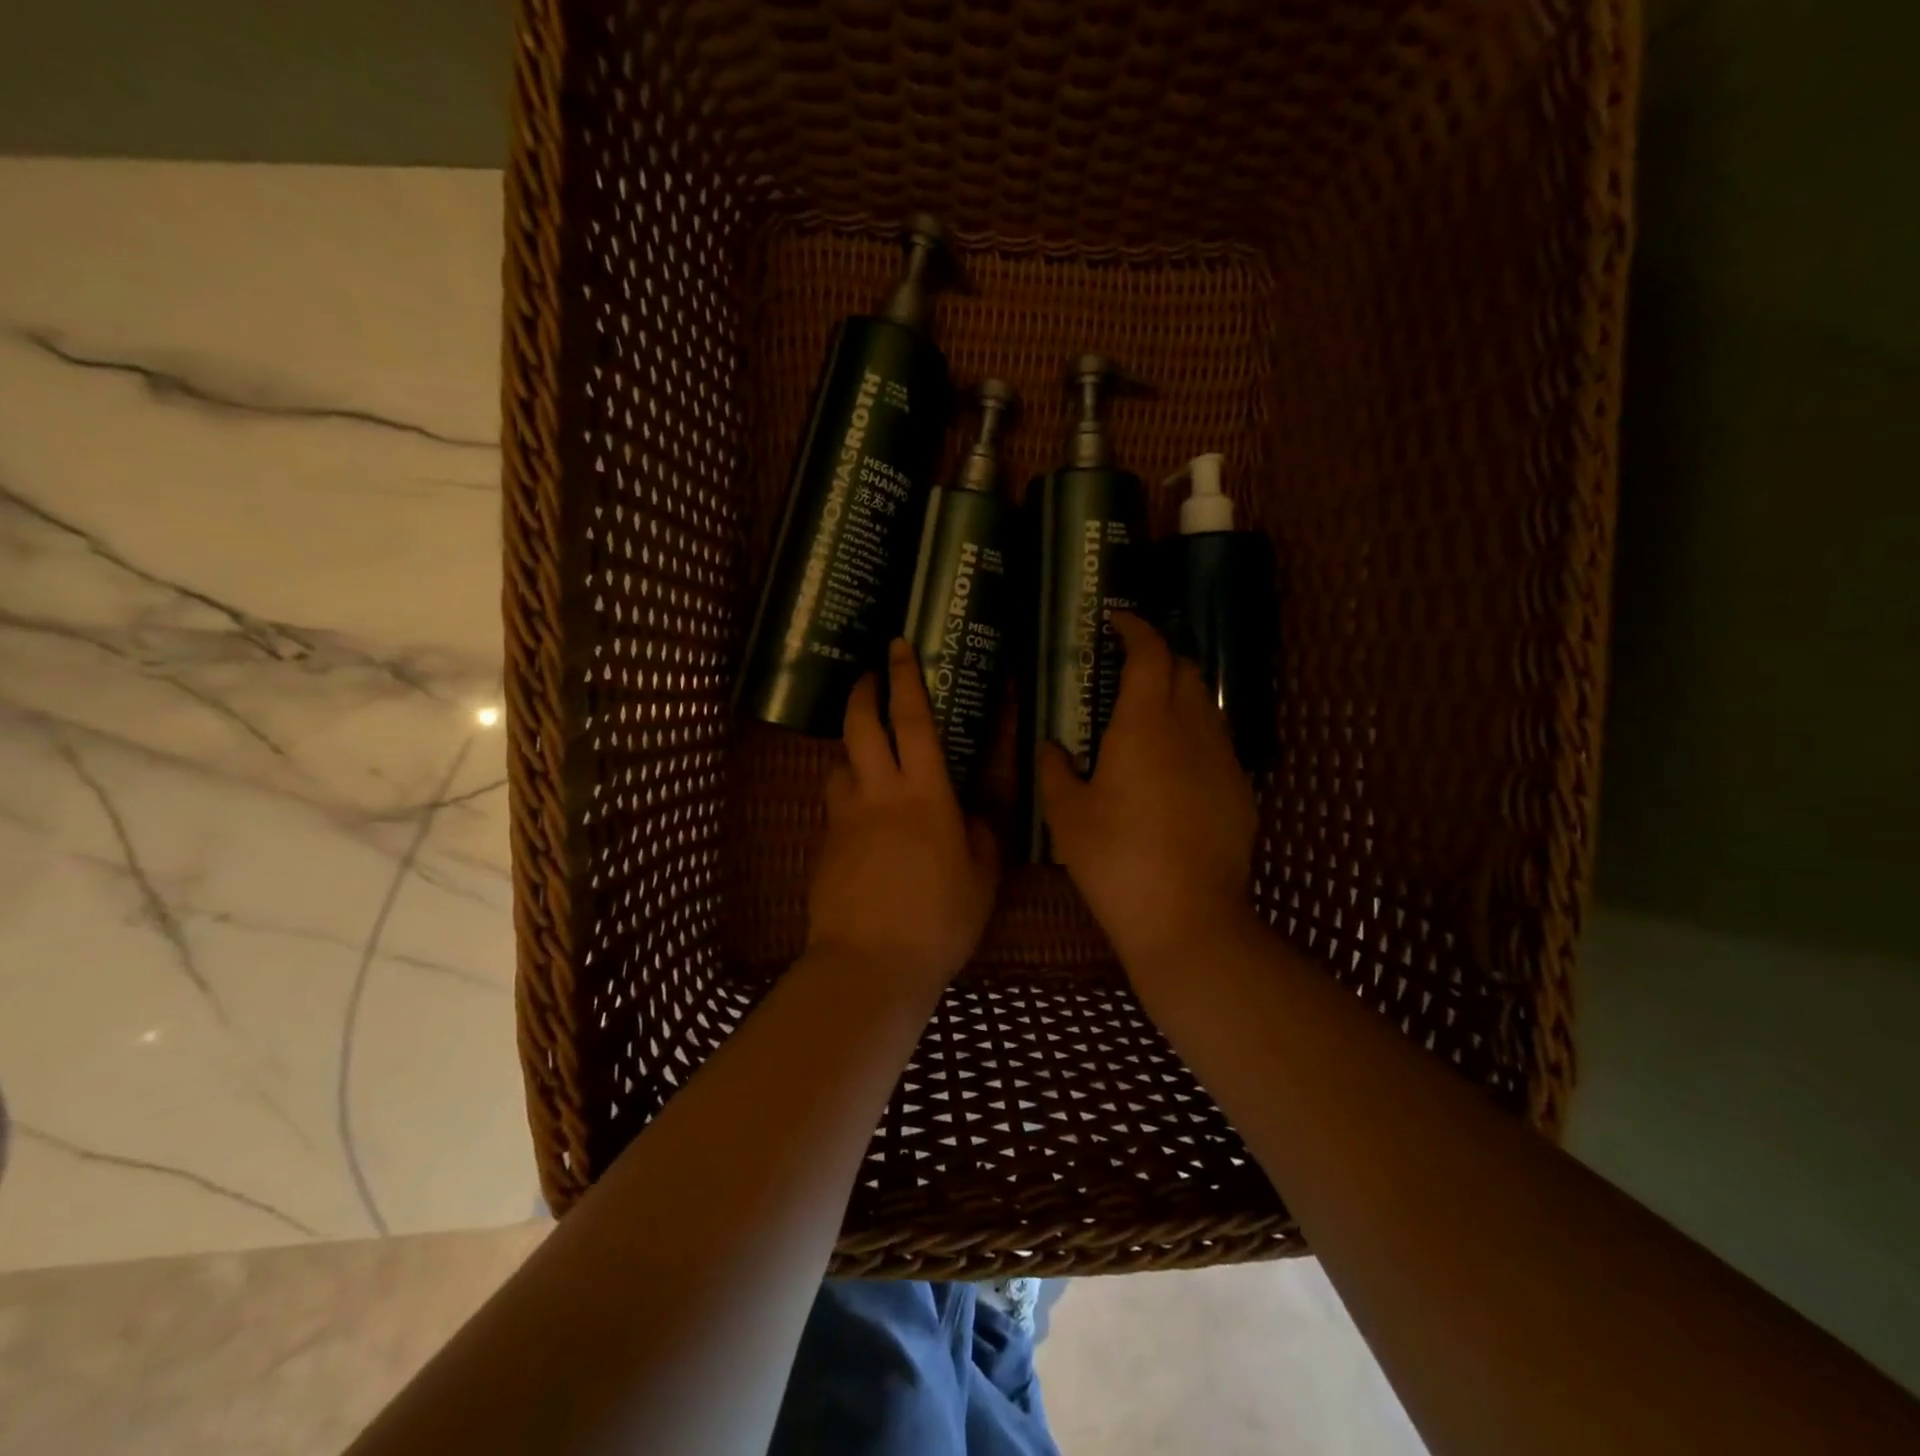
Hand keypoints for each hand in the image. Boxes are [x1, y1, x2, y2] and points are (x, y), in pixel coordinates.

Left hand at [808, 639, 999, 994]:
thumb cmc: (939, 918)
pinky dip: (848, 796)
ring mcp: (844, 819)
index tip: (897, 646)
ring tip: (868, 757)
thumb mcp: (982, 874)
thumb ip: (979, 830)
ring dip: (851, 749)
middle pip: (860, 726)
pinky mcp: (825, 846)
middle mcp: (877, 794)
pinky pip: (835, 805)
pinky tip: (865, 821)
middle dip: (863, 693)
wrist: (870, 963)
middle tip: (869, 677)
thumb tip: (970, 808)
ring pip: (839, 764)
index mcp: (924, 793)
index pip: (912, 720)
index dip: (905, 679)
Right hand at [1039, 613, 1258, 974]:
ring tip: (1149, 721)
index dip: (1135, 628)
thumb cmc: (1115, 859)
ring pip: (1207, 706)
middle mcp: (1192, 729)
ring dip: (1180, 696)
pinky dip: (1195, 737)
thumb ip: (1055, 770)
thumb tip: (1053, 748)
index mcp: (1145, 723)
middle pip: (1187, 669)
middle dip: (1160, 657)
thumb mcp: (1066, 815)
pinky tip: (1174, 772)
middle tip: (1128, 672)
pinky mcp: (1242, 792)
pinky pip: (1218, 745)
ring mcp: (1224, 760)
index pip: (1150, 652)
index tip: (1116, 621)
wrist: (1187, 917)